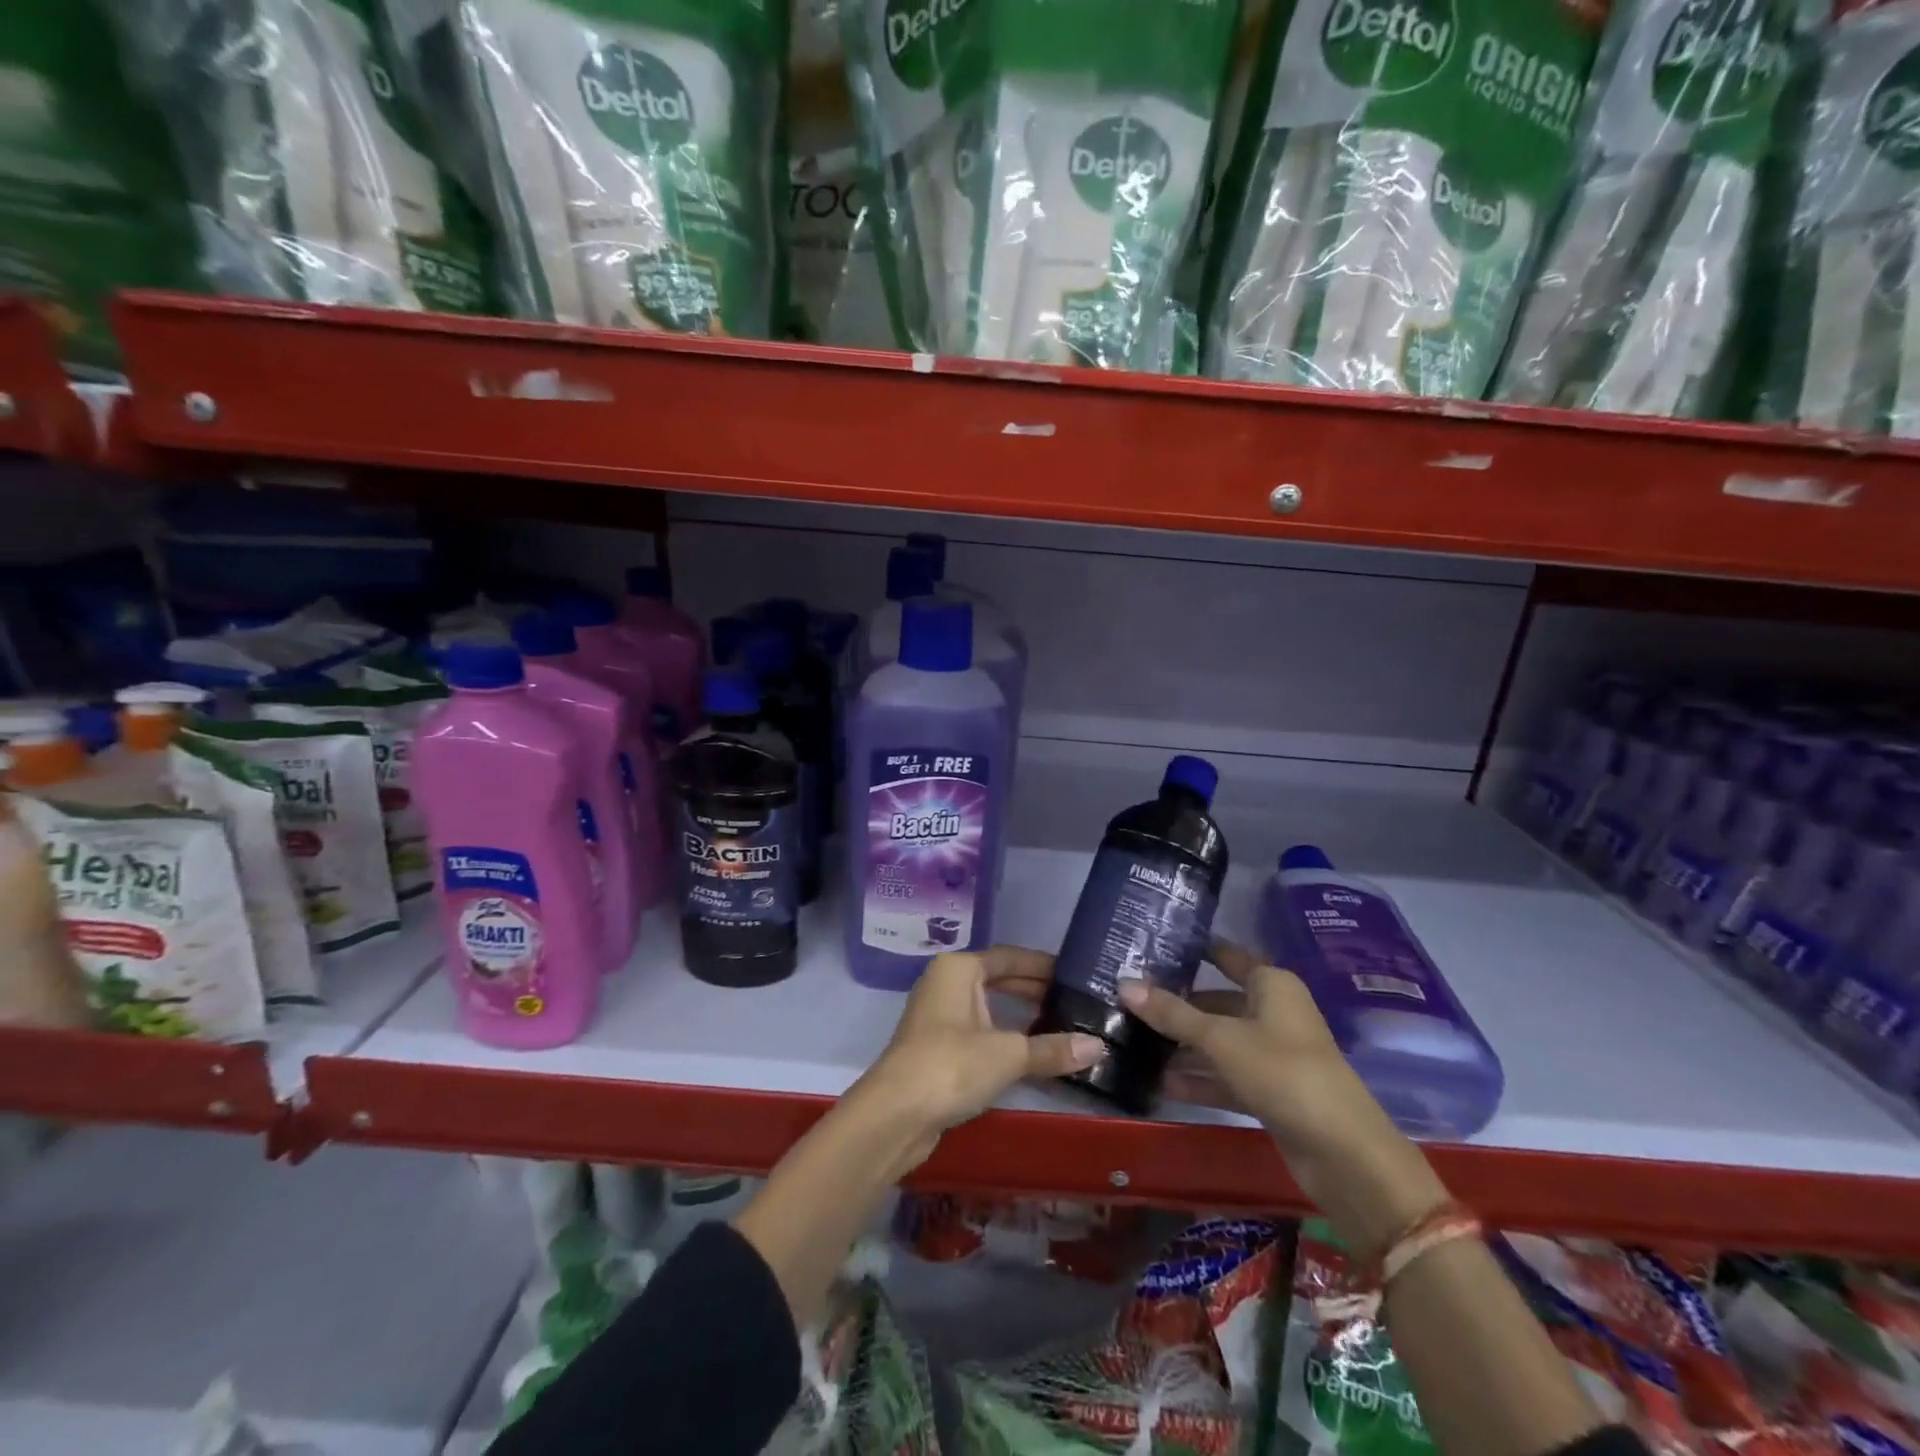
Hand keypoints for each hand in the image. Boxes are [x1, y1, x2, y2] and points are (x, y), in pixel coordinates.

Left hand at [854, 947, 1104, 1167]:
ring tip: (1062, 1026)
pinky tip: (1032, 1053)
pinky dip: (1005, 1037)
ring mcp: (939, 1016)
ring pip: (989, 1007)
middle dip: (1035, 991)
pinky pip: (980, 1030)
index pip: (1010, 957)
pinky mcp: (937, 1047)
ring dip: (1021, 1016)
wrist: (895, 1115)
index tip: (1077, 975)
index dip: (1043, 966)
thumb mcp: (1008, 1054)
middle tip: (1076, 1002)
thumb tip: (1099, 1046)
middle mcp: (946, 983)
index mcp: (959, 969)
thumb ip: (1052, 1049)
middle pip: (998, 979)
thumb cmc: (950, 1065)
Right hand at [1120, 941, 1447, 1256]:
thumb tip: (1124, 983)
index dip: (1194, 951)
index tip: (1152, 948)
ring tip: (1135, 1043)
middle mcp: (1274, 1013)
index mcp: (1272, 985)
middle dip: (1178, 1003)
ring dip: (1184, 1045)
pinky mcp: (1272, 1091)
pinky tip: (1162, 1083)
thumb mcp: (1220, 1039)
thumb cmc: (1283, 1072)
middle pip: (1218, 1000)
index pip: (1227, 956)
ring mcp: (1274, 1054)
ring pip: (1220, 1040)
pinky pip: (1227, 1075)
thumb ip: (1172, 1013)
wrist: (1344, 1154)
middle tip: (1129, 1000)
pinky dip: (1200, 1078)